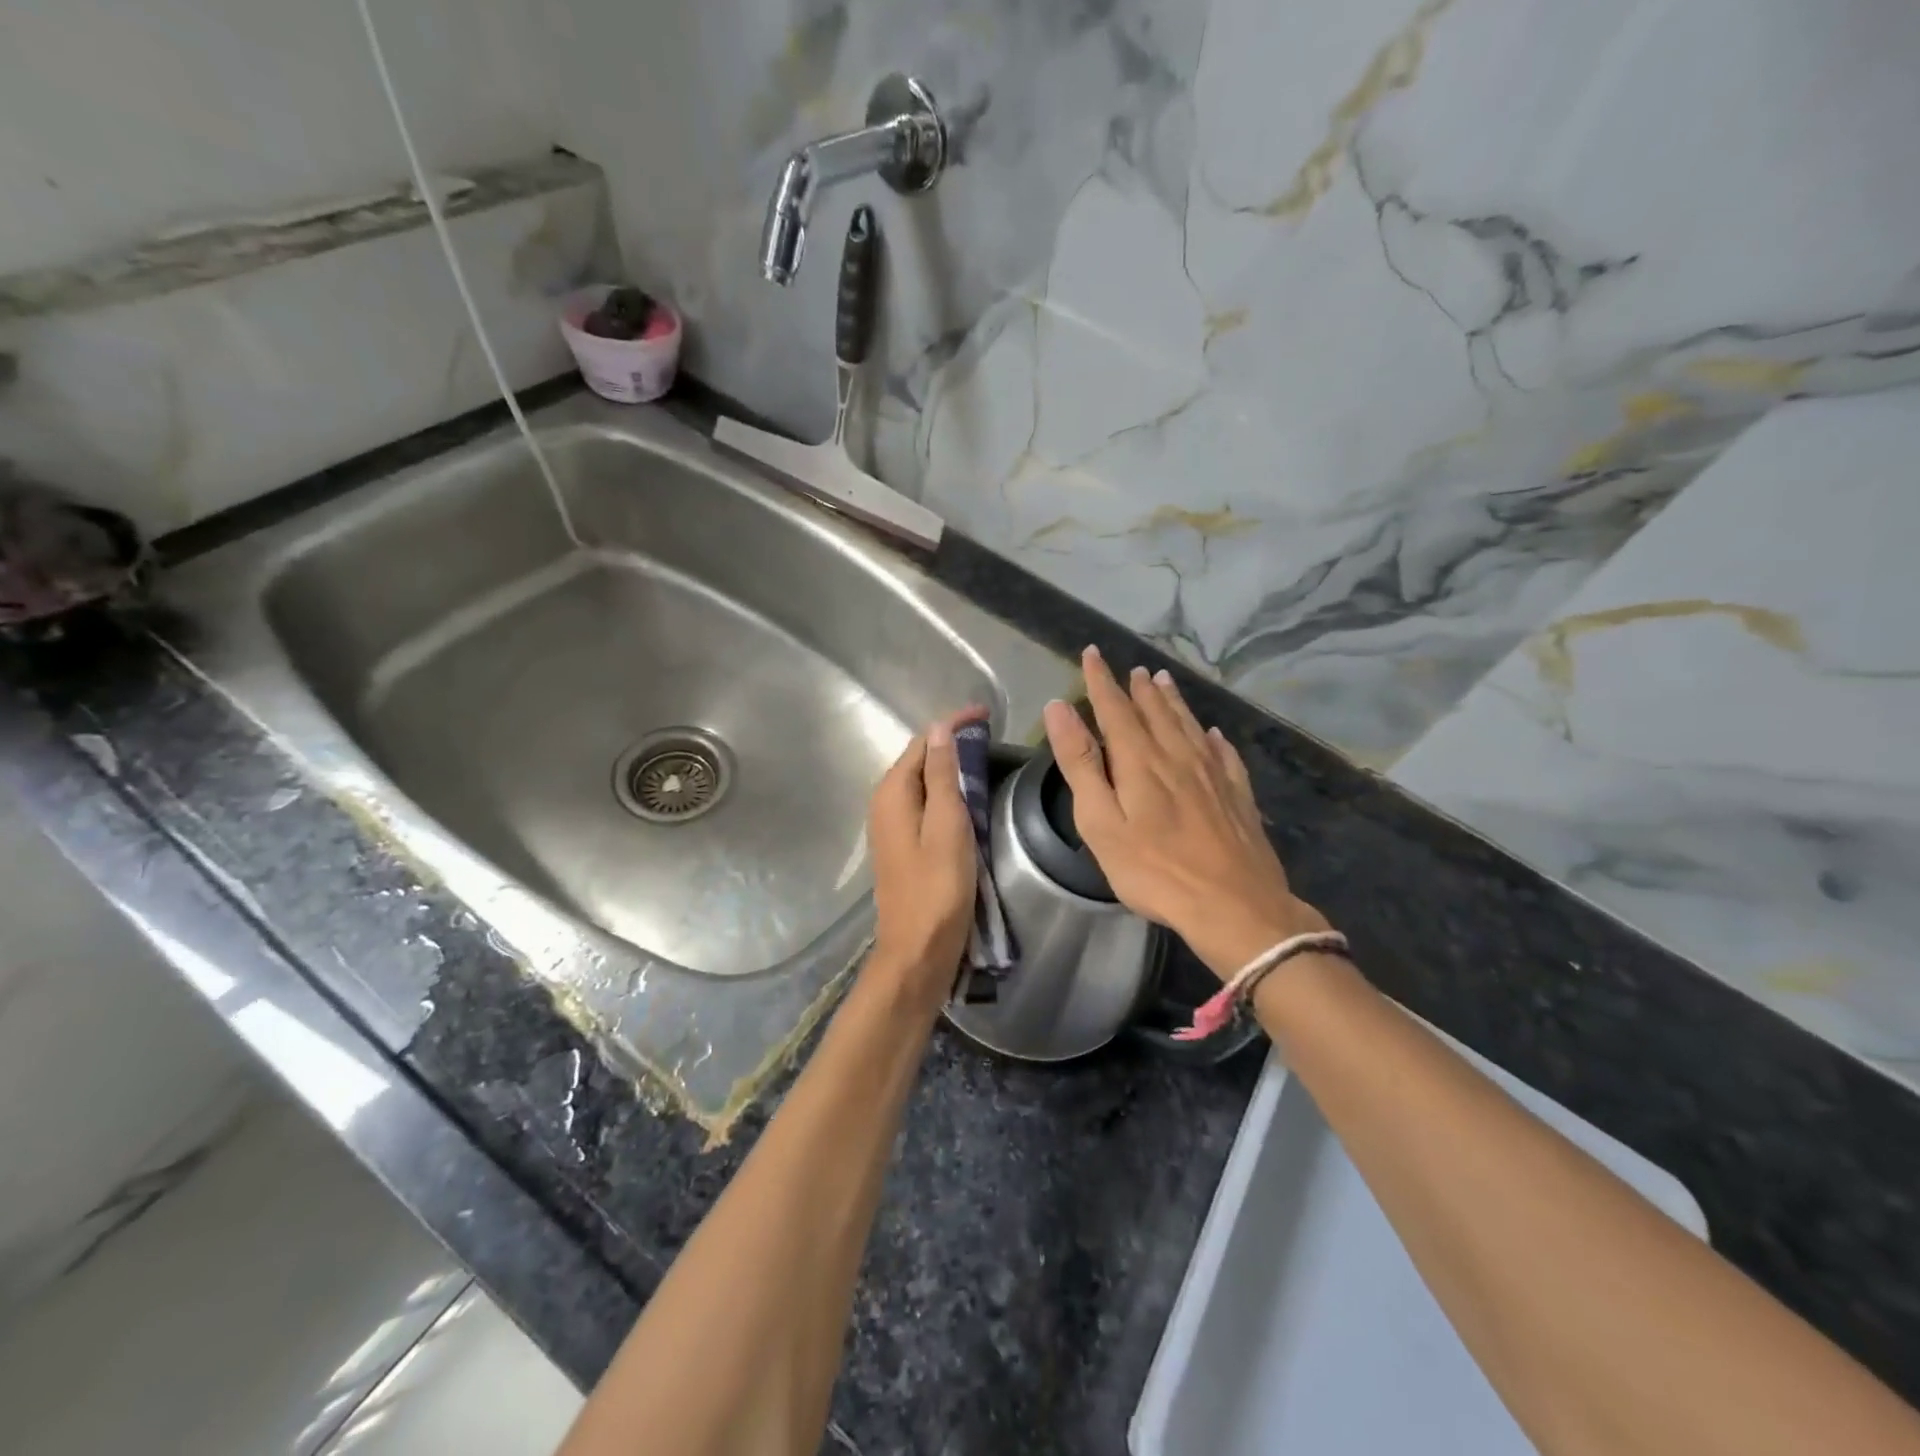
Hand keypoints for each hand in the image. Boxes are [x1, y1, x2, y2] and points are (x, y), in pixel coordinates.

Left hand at [866, 710, 983, 1006]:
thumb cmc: (938, 889)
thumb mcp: (947, 826)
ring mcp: (891, 826)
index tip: (987, 715)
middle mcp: (884, 803)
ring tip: (985, 758)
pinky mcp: (903, 845)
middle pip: (919, 759)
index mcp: (892, 793)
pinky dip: (946, 792)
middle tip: (991, 734)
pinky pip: (924, 804)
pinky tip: (967, 798)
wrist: (917, 952)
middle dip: (951, 742)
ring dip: (950, 766)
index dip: (952, 724)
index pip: (922, 742)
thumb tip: (940, 729)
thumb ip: (943, 776)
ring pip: (922, 782)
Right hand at [1043, 646, 1328, 980]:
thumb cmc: (1154, 871)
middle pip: (1156, 712)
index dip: (1101, 680)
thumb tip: (1059, 708)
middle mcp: (1178, 756)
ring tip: (1165, 682)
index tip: (1092, 654)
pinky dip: (1213, 737)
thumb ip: (1080, 763)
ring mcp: (1213, 774)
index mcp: (1140, 761)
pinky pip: (1223, 754)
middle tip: (1133, 669)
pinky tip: (1213, 733)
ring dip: (1174, 702)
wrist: (1234, 906)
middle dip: (1140, 688)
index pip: (1115, 708)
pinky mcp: (1237, 796)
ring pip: (1189, 726)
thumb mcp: (1101, 821)